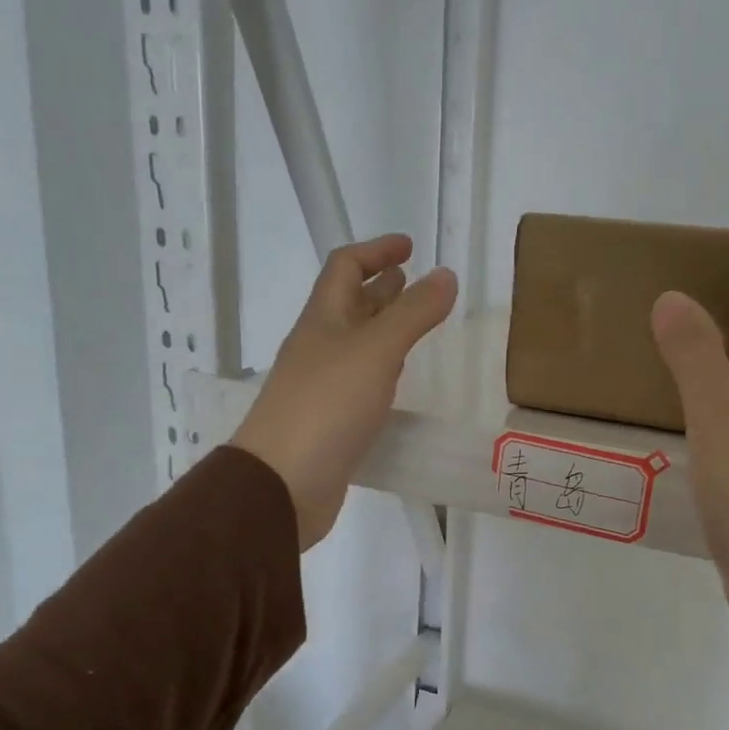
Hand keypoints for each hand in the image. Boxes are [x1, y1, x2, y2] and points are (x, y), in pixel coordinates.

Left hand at [232, 235, 456, 549]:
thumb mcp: (376, 351)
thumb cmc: (326, 407)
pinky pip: (359, 380)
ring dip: (382, 327)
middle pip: (348, 304)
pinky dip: (381, 368)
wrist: (283, 483)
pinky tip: (397, 378)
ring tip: (413, 324)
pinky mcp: (330, 420)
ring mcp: (321, 385)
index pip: (345, 267)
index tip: (410, 247)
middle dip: (380, 287)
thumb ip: (413, 313)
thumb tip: (446, 274)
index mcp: (322, 320)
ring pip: (355, 344)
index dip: (376, 251)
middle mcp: (318, 347)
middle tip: (413, 281)